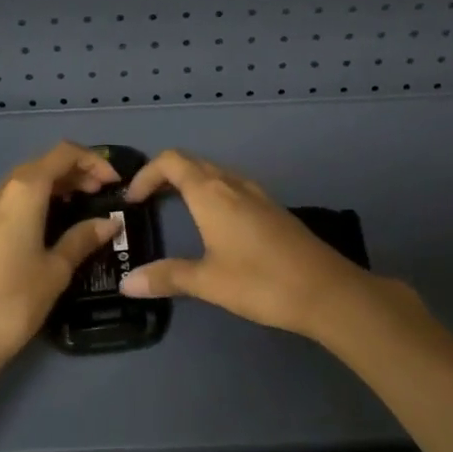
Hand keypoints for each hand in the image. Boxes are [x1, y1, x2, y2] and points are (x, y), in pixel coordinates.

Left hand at [0, 142, 123, 374]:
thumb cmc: (14, 302)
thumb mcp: (56, 270)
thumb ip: (82, 239)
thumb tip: (109, 223)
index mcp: (23, 192)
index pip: (62, 154)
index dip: (92, 161)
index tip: (113, 181)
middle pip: (41, 165)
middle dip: (74, 172)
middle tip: (101, 194)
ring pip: (23, 183)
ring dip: (53, 186)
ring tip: (79, 207)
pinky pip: (8, 201)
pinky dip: (33, 201)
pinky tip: (47, 225)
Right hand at [117, 150, 374, 338]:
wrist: (326, 290)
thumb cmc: (260, 281)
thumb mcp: (208, 282)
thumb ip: (167, 277)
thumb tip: (126, 284)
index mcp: (211, 192)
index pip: (170, 161)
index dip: (146, 174)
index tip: (132, 200)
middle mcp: (232, 183)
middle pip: (191, 163)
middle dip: (164, 176)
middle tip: (146, 203)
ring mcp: (255, 193)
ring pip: (214, 173)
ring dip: (189, 183)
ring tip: (174, 210)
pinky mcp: (271, 208)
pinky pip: (231, 186)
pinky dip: (211, 193)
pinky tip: (213, 224)